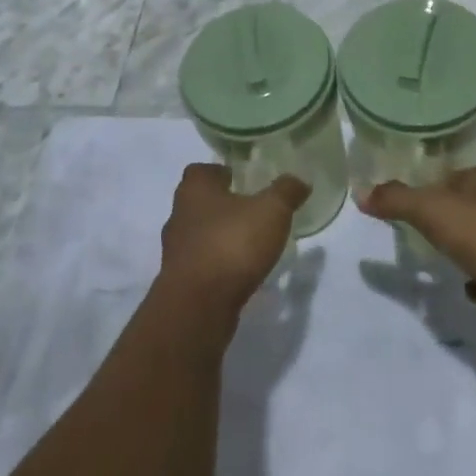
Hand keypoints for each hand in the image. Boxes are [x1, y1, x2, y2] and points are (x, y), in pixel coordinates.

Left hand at [158, 164, 306, 317]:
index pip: (201, 170)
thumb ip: (286, 192)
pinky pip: (201, 264)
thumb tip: (299, 179)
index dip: (221, 172)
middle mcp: (178, 215)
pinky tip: (239, 273)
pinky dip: (217, 265)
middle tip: (251, 211)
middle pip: (199, 202)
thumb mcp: (271, 211)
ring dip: (219, 237)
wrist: (198, 305)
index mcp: (194, 189)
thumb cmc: (232, 244)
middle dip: (222, 205)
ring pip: (198, 234)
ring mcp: (175, 250)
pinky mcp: (179, 281)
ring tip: (249, 245)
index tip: (242, 180)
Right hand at [358, 166, 475, 338]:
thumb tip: (361, 194)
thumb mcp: (430, 210)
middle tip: (420, 235)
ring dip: (463, 251)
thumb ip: (395, 200)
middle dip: (446, 222)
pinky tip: (468, 289)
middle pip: (467, 208)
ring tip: (441, 262)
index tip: (410, 208)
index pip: (452, 177)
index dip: (429, 189)